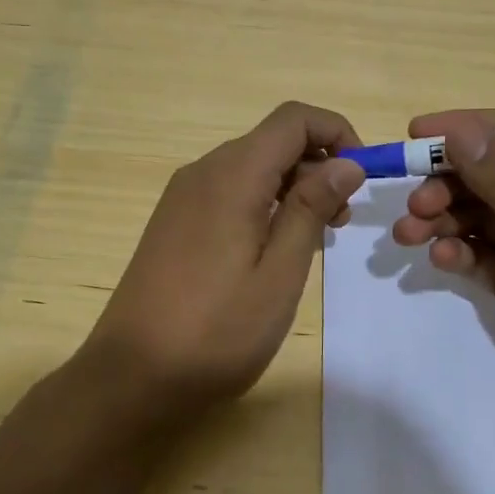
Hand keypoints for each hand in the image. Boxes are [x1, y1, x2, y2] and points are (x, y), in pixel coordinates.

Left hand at [79, 101, 366, 423]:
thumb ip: (312, 209)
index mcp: (232, 175)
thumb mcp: (279, 273)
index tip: (362, 178)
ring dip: (293, 187)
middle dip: (319, 165)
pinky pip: (229, 191)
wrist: (131, 375)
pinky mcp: (174, 221)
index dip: (337, 132)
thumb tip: (346, 163)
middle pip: (272, 141)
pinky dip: (264, 203)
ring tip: (315, 239)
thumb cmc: (216, 331)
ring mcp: (183, 196)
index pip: (293, 118)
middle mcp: (203, 172)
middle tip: (342, 221)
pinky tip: (274, 249)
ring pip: (252, 167)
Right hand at [391, 109, 494, 431]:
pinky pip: (478, 255)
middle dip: (446, 186)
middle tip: (415, 205)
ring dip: (440, 220)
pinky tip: (443, 260)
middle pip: (487, 176)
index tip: (414, 132)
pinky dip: (457, 254)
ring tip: (409, 234)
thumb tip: (458, 130)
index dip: (464, 130)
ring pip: (475, 216)